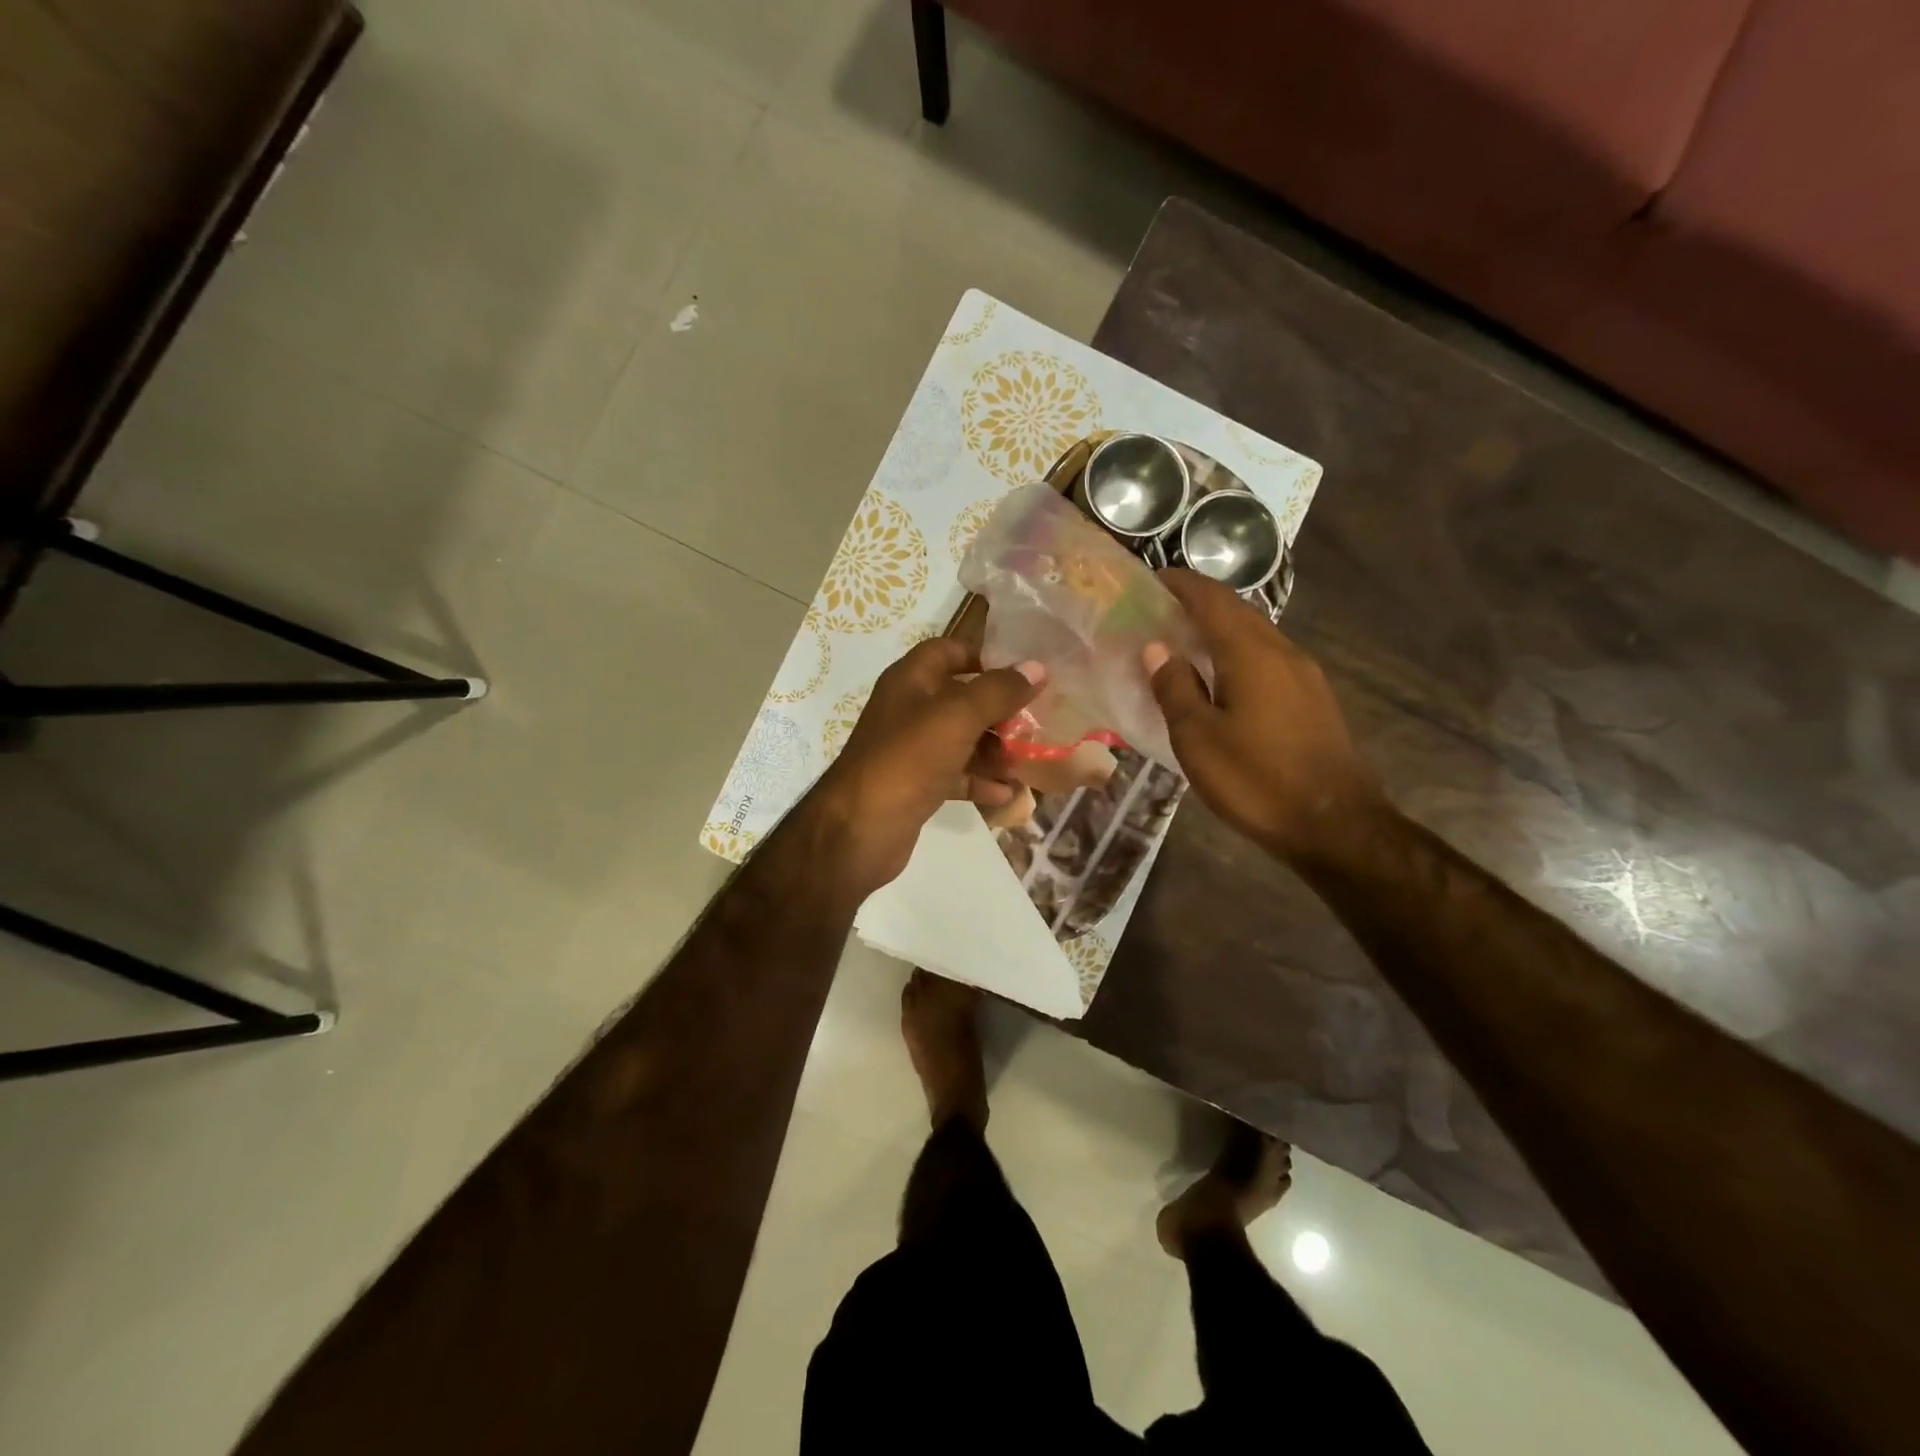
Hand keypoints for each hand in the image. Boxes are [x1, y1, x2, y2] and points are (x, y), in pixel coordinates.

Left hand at [804, 639, 1044, 899]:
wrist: (860, 829)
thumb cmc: (907, 759)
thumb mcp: (957, 716)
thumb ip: (998, 690)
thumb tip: (1037, 667)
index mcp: (910, 681)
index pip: (947, 651)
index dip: (982, 656)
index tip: (1020, 672)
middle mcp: (908, 711)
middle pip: (961, 699)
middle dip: (999, 710)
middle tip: (1036, 722)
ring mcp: (911, 751)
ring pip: (961, 740)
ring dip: (995, 749)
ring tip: (1030, 760)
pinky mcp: (916, 786)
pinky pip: (955, 776)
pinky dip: (980, 781)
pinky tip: (1008, 793)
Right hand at [1143, 569, 1383, 863]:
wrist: (1336, 826)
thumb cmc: (1257, 780)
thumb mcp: (1198, 738)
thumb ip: (1175, 688)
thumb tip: (1157, 648)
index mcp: (1251, 653)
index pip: (1212, 598)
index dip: (1180, 584)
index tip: (1149, 581)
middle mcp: (1282, 651)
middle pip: (1236, 612)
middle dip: (1197, 605)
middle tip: (1157, 616)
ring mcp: (1304, 675)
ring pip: (1254, 636)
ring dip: (1218, 632)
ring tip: (1182, 648)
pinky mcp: (1313, 699)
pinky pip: (1267, 660)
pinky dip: (1237, 656)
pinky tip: (1220, 683)